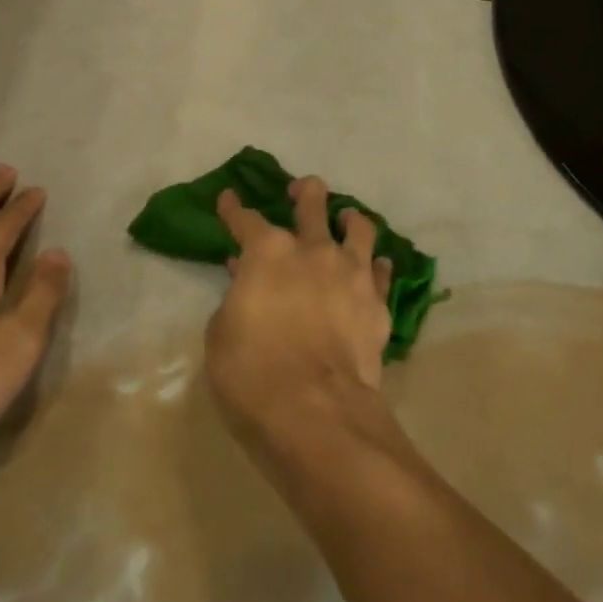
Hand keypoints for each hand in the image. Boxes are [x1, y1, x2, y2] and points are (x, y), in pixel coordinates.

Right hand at [205, 175, 391, 456]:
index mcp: (268, 253)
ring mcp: (351, 272)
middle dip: (303, 191)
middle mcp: (313, 250)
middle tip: (299, 190)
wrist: (315, 411)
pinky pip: (380, 270)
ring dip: (349, 219)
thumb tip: (245, 278)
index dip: (234, 209)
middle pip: (312, 203)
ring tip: (345, 220)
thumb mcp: (222, 335)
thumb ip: (235, 298)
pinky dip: (374, 265)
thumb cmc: (252, 374)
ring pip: (358, 227)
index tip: (229, 199)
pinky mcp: (377, 301)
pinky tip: (371, 269)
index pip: (246, 220)